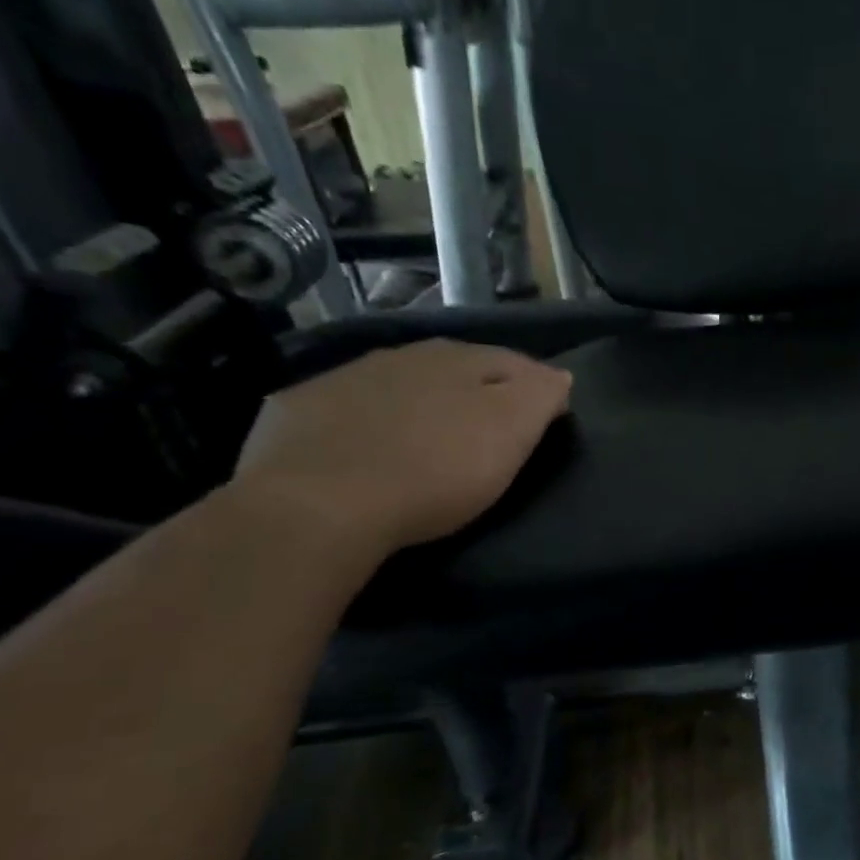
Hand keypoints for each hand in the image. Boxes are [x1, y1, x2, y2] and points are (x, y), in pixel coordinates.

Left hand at [234, 339, 571, 556]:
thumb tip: (558, 376)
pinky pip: (350, 404)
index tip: (548, 416)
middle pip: (456, 365)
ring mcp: (347, 377)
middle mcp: (405, 355)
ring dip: (422, 397)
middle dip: (478, 387)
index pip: (514, 361)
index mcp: (461, 359)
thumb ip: (539, 396)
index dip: (536, 386)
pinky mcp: (301, 408)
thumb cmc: (435, 471)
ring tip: (431, 431)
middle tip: (491, 424)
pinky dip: (369, 416)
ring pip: (401, 379)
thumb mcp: (510, 433)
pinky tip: (368, 443)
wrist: (319, 503)